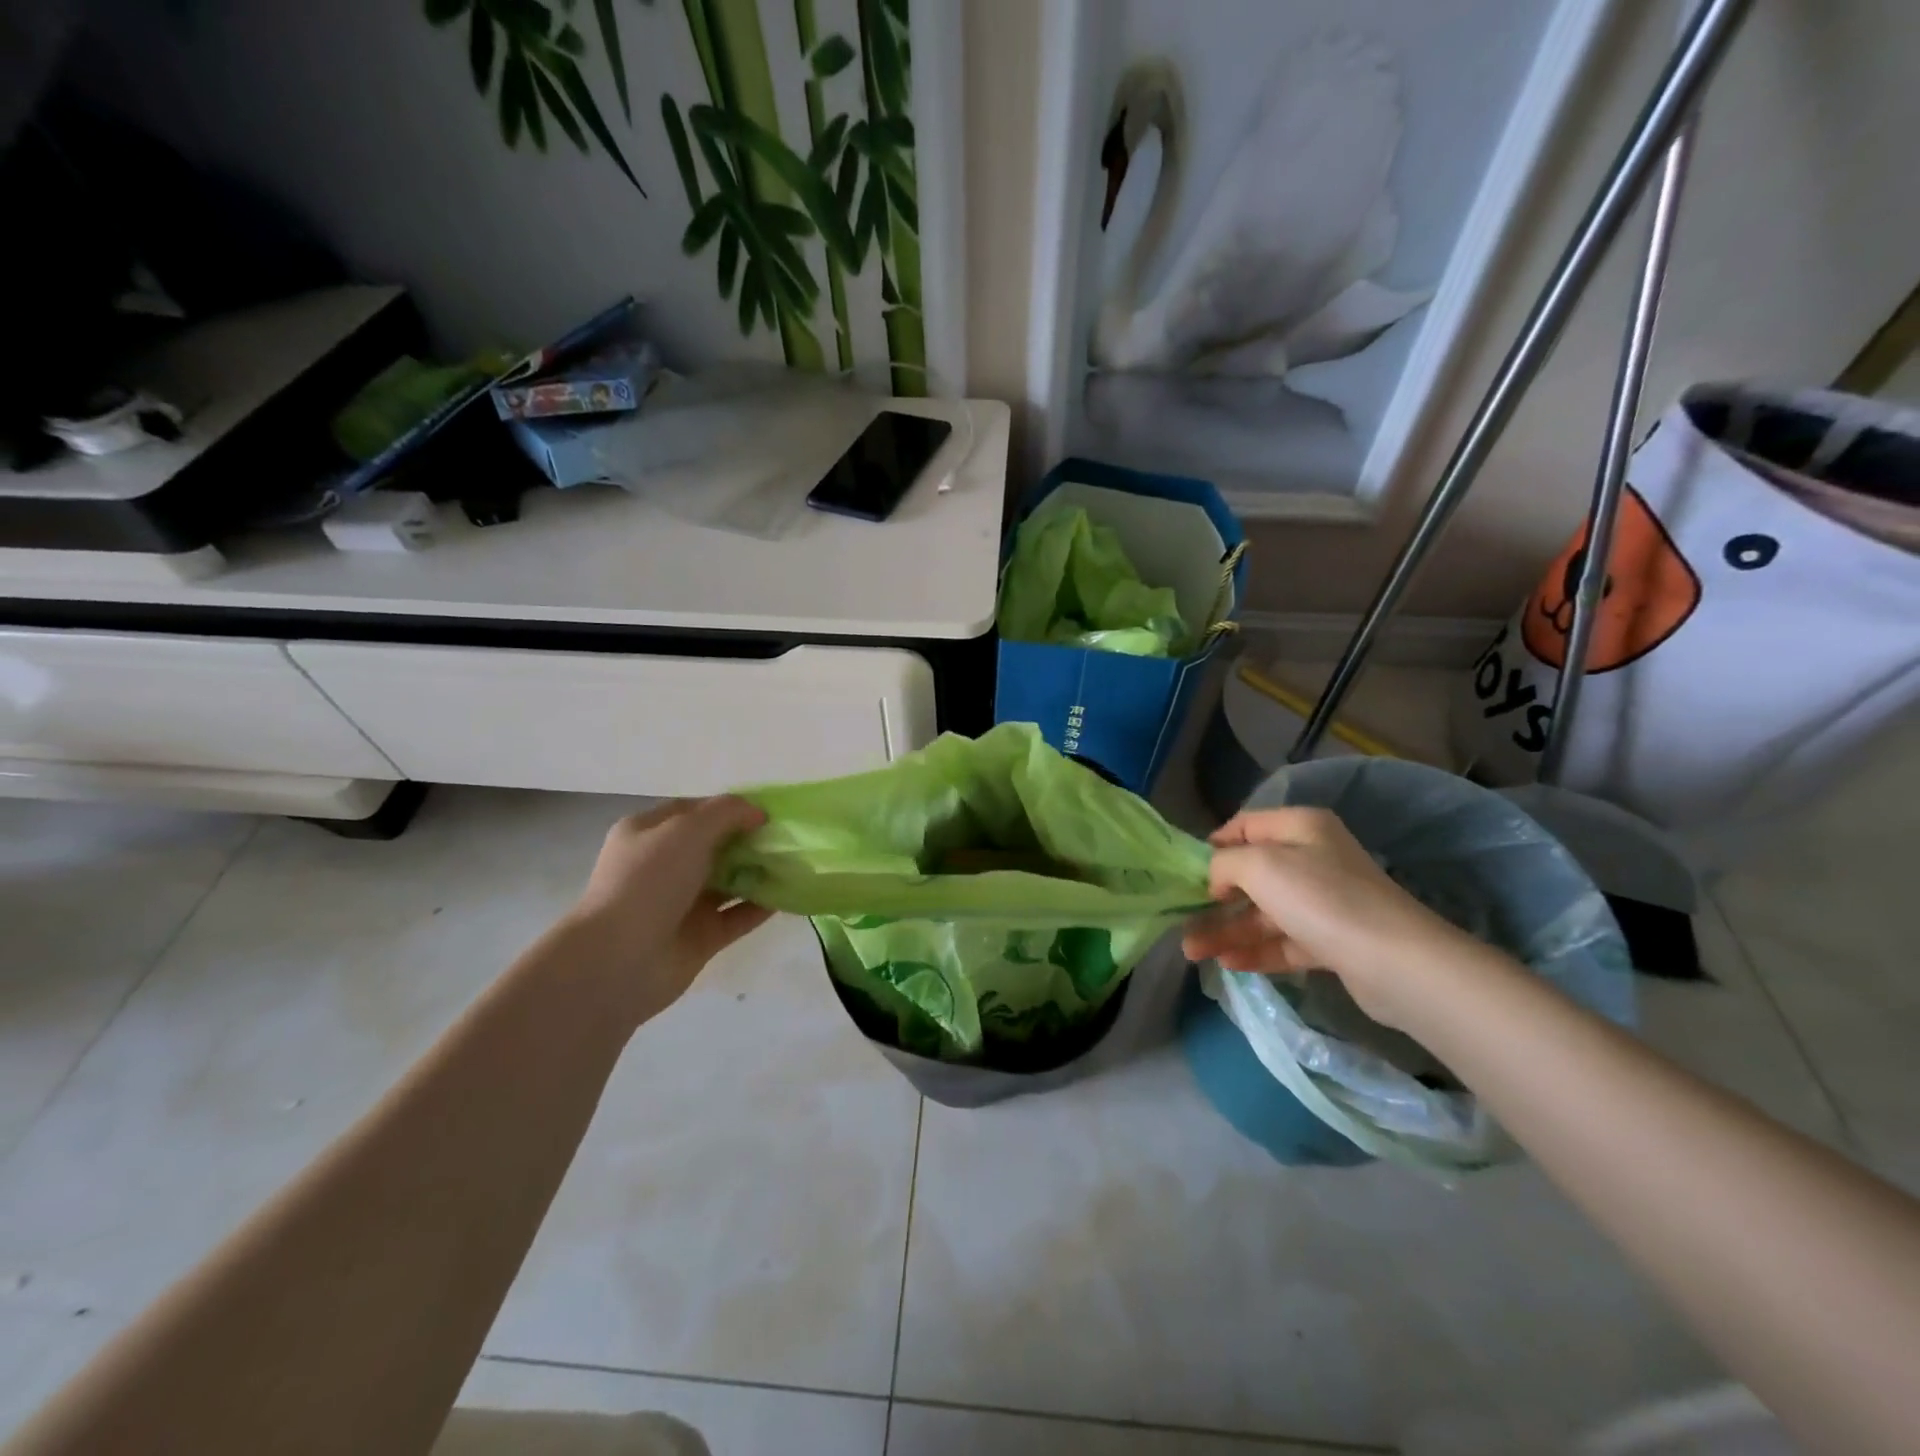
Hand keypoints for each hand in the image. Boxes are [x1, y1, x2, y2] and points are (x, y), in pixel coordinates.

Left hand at [564, 797, 773, 1024]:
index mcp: (648, 834)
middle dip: (749, 840)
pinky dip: (761, 906)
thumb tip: (758, 813)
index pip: (693, 811)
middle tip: (787, 838)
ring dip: (759, 873)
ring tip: (796, 864)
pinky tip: (789, 896)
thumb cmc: (648, 881)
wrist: (619, 959)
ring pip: (728, 882)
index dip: (728, 808)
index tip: (766, 812)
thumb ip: (727, 812)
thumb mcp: (687, 829)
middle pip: (714, 846)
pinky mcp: (700, 937)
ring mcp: (681, 904)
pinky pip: (737, 916)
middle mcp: (663, 867)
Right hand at [1181, 806, 1464, 1027]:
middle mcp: (1314, 859)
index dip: (1214, 844)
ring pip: (1264, 913)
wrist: (1393, 961)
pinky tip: (1226, 964)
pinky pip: (1283, 942)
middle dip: (1214, 898)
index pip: (1246, 825)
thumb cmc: (1320, 897)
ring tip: (1192, 952)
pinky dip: (1255, 951)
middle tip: (1182, 919)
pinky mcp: (1331, 942)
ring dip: (1226, 930)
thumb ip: (1225, 863)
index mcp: (1300, 828)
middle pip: (1252, 875)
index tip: (1187, 870)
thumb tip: (1217, 878)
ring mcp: (1324, 903)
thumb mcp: (1260, 865)